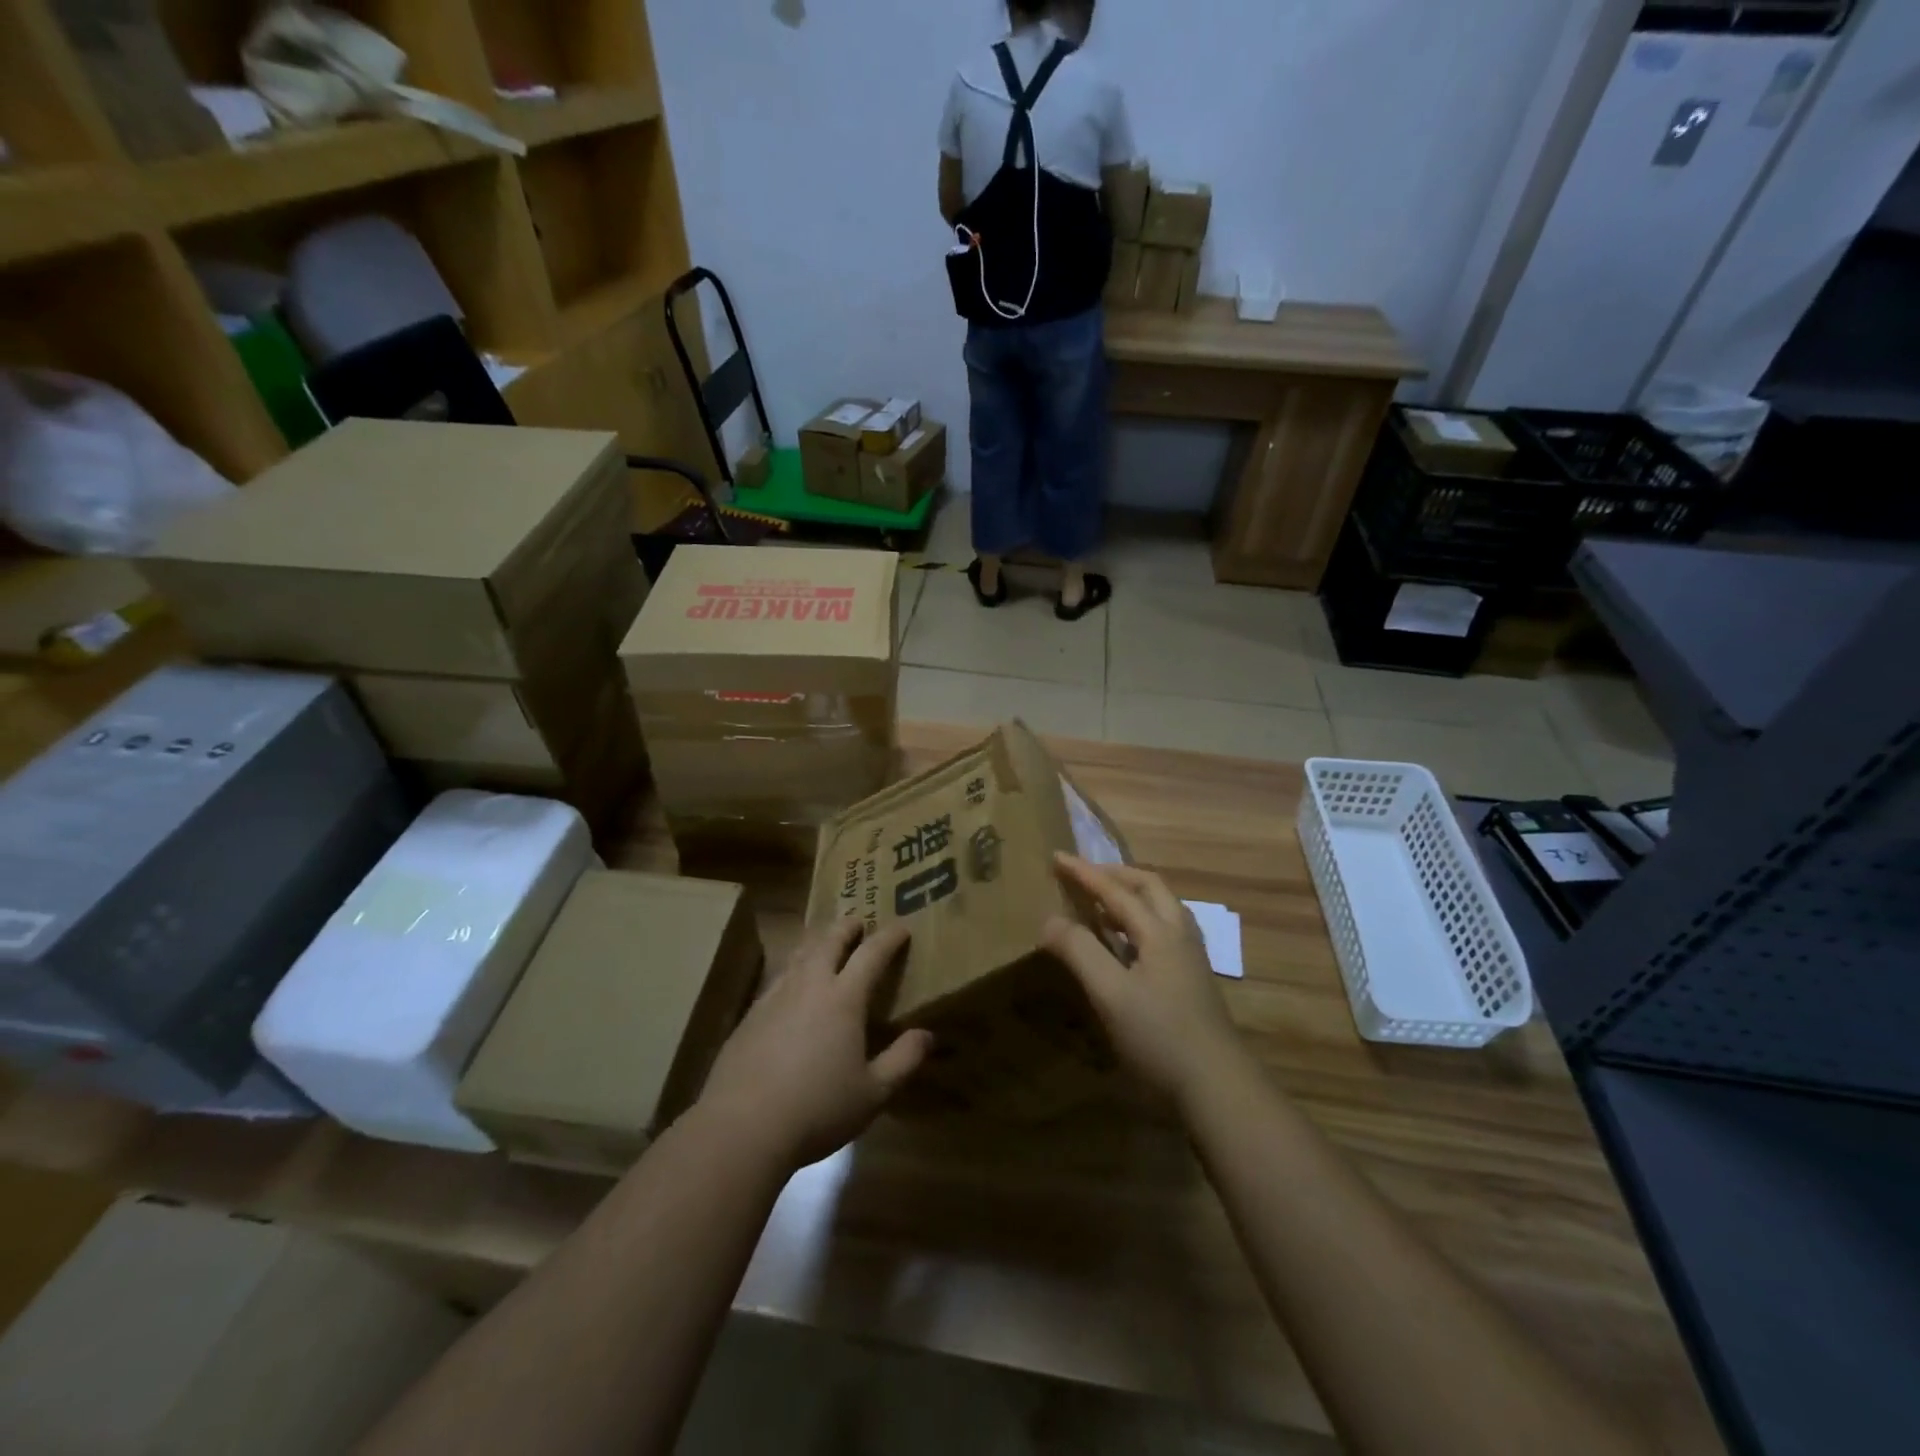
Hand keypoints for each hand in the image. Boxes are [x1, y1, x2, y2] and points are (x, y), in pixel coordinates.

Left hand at [697, 919, 931, 1171]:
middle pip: (829, 942)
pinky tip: (791, 986)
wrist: (742, 1127)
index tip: (902, 927)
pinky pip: (777, 979)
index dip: (889, 938)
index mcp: (844, 998)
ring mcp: (775, 997)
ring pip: (799, 955)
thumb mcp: (874, 1093)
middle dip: (847, 928)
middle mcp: (809, 986)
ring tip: (825, 944)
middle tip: (858, 922)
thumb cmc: (818, 1109)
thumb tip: (927, 1034)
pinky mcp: (750, 1016)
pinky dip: (793, 970)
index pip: (871, 954)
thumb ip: (904, 1060)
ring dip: (817, 943)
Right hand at [1043, 854, 1248, 1108]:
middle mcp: (1180, 935)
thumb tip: (1049, 919)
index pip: (1117, 890)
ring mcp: (1191, 958)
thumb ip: (1079, 951)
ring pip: (1162, 909)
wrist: (1219, 1088)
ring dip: (1130, 897)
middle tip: (1083, 876)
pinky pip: (1164, 931)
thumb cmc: (1160, 1037)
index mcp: (1160, 932)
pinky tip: (1126, 946)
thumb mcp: (1111, 994)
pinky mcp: (1193, 980)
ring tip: (1100, 906)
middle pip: (1149, 887)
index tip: (1056, 857)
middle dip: (1114, 875)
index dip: (1084, 873)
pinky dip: (1139, 922)